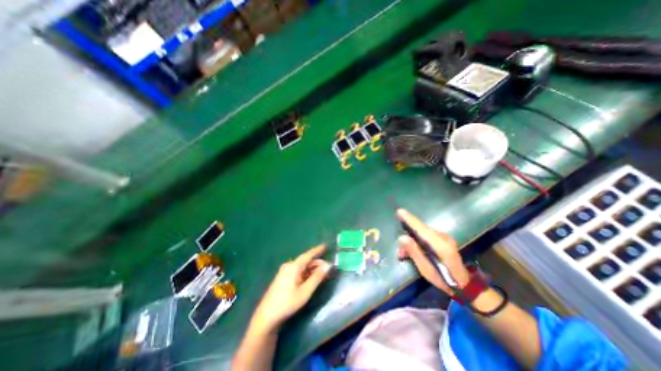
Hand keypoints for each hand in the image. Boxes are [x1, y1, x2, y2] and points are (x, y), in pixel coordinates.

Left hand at [248, 245, 329, 334]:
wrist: (266, 317)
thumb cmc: (287, 303)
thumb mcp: (305, 291)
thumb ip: (317, 277)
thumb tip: (327, 266)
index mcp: (293, 266)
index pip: (308, 255)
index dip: (317, 250)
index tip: (325, 245)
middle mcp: (289, 266)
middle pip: (305, 261)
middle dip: (317, 263)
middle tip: (327, 268)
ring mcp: (285, 272)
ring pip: (302, 267)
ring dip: (312, 269)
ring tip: (322, 274)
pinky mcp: (283, 278)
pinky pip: (298, 271)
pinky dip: (306, 273)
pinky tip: (311, 278)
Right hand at [395, 209, 472, 295]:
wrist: (464, 284)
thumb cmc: (444, 278)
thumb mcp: (426, 269)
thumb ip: (414, 252)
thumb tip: (402, 237)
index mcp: (440, 245)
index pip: (422, 229)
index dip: (410, 220)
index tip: (400, 211)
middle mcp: (443, 237)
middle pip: (421, 230)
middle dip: (408, 235)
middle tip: (400, 250)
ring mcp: (445, 237)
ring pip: (423, 233)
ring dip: (412, 240)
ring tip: (404, 253)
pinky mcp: (444, 239)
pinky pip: (427, 235)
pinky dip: (418, 240)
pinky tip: (413, 250)